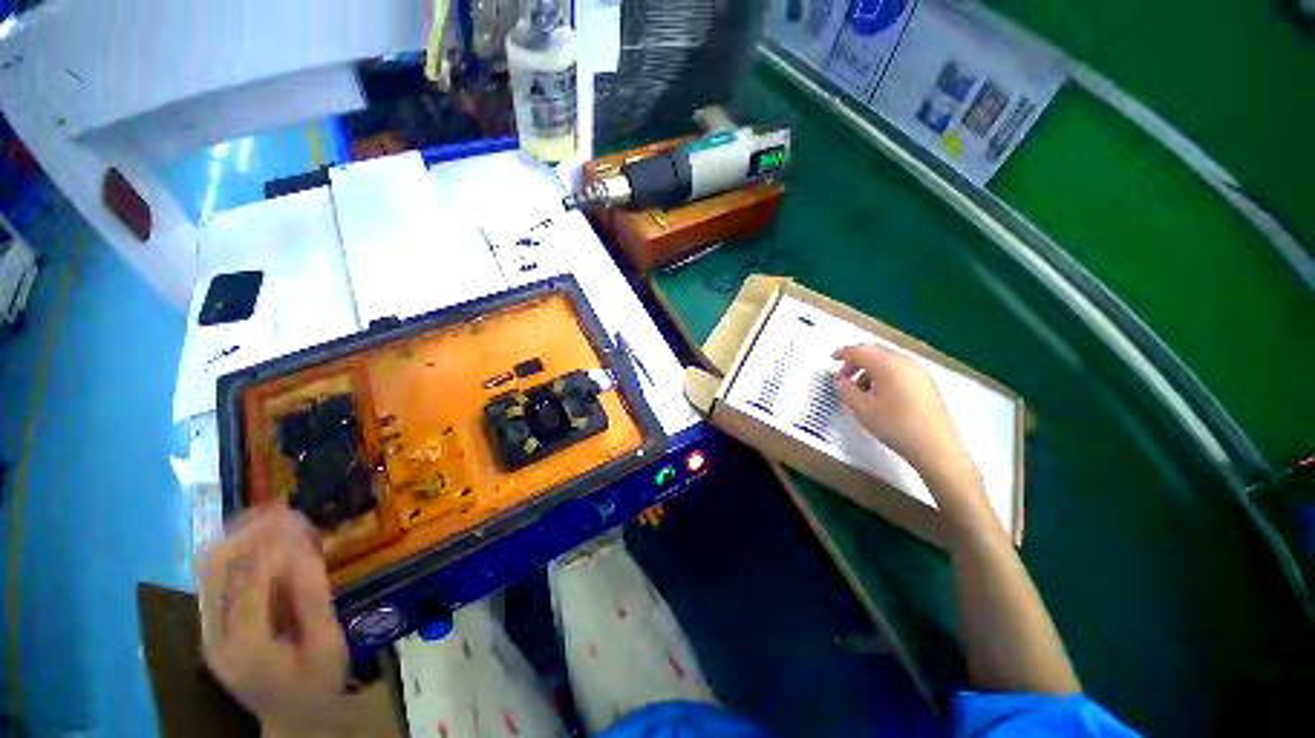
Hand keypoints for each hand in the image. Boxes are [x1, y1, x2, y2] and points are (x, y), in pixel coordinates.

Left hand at [200, 506, 348, 734]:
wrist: (292, 719)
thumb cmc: (318, 682)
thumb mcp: (327, 642)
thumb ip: (313, 597)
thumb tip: (303, 549)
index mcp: (246, 648)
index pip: (250, 583)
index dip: (271, 544)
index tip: (295, 514)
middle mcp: (215, 637)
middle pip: (215, 572)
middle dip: (245, 532)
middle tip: (279, 506)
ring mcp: (207, 632)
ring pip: (207, 570)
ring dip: (236, 536)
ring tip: (269, 513)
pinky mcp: (210, 627)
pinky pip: (213, 579)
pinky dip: (234, 551)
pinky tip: (258, 537)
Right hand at [832, 344, 973, 484]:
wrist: (935, 448)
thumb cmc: (895, 426)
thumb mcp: (862, 409)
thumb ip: (846, 390)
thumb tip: (839, 381)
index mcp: (887, 364)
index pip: (859, 351)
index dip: (842, 354)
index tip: (830, 360)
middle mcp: (904, 362)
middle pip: (874, 353)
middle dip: (855, 363)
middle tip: (843, 379)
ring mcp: (918, 372)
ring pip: (886, 362)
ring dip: (868, 371)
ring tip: (860, 392)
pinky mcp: (926, 383)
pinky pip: (898, 371)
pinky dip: (883, 376)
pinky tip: (879, 396)